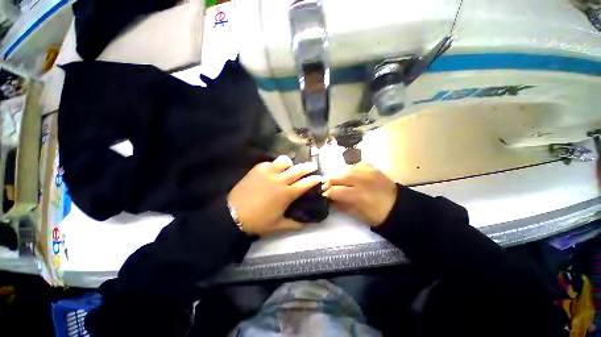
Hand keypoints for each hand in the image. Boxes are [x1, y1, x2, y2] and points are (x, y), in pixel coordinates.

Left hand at [228, 156, 321, 235]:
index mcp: (287, 194)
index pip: (305, 183)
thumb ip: (294, 224)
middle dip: (308, 167)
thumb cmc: (257, 221)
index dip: (315, 179)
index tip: (320, 177)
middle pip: (298, 169)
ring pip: (284, 161)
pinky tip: (272, 170)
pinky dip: (274, 165)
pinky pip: (270, 162)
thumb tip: (306, 224)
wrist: (233, 214)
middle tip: (313, 166)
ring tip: (289, 167)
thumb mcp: (278, 226)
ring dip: (290, 163)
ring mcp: (268, 172)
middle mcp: (280, 180)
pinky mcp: (258, 169)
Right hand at [322, 163, 396, 226]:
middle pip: (338, 177)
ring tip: (335, 181)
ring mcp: (368, 172)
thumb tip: (329, 200)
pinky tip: (347, 176)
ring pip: (345, 170)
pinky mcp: (373, 168)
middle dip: (328, 182)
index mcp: (359, 195)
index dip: (326, 193)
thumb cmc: (377, 215)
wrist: (399, 207)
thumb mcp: (357, 214)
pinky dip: (348, 171)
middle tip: (325, 187)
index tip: (323, 195)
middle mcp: (362, 180)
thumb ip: (341, 205)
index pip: (335, 191)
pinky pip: (355, 166)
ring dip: (337, 176)